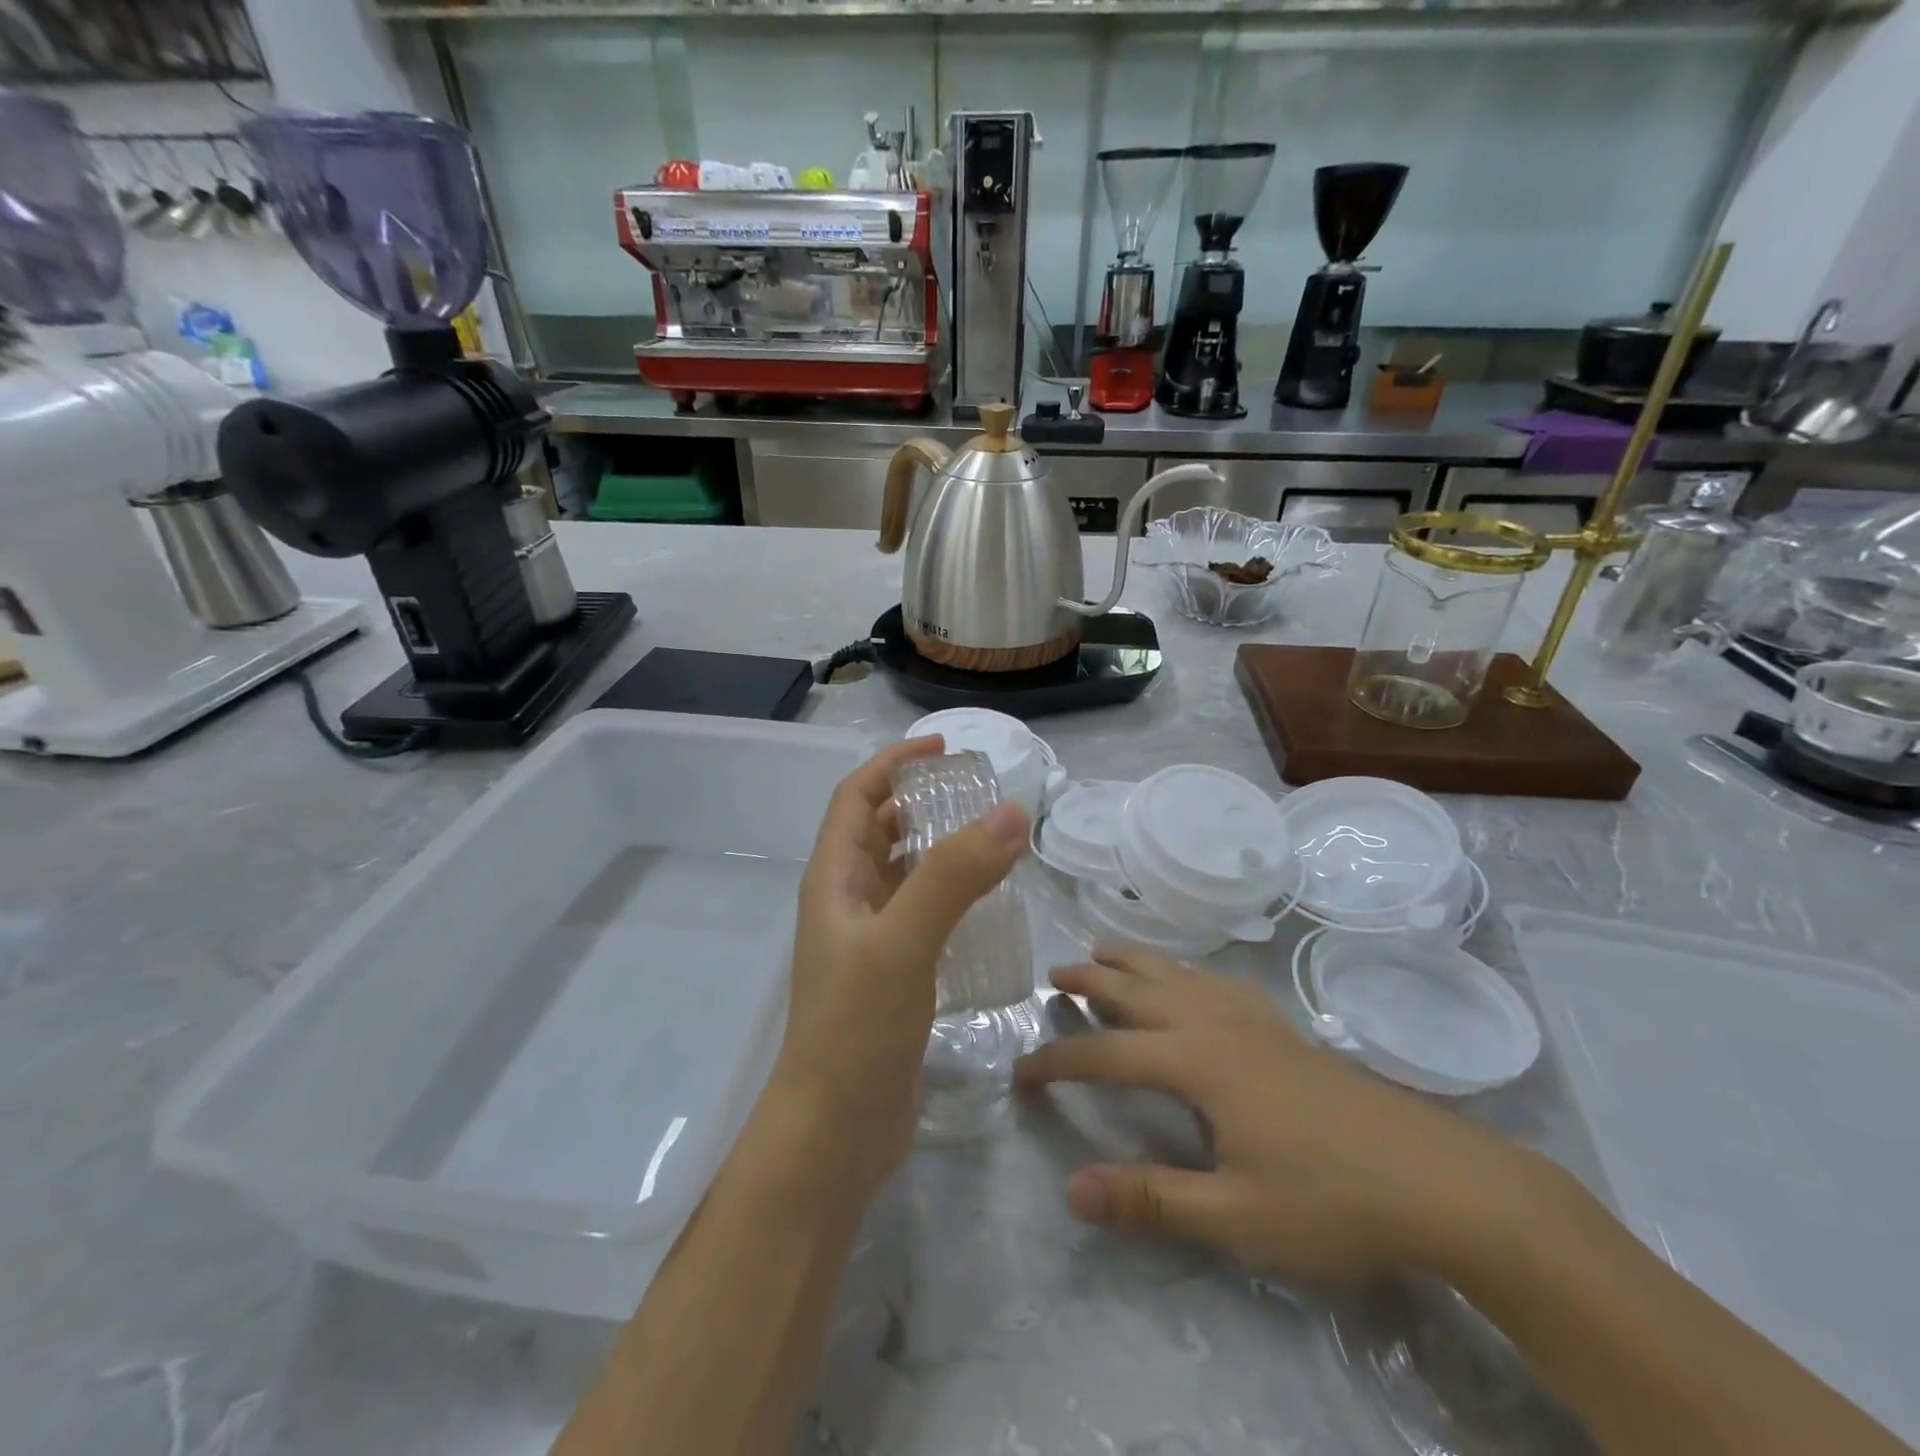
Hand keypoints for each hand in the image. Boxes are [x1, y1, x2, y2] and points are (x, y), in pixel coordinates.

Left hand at [774, 738, 1027, 1190]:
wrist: (834, 1134)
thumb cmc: (855, 1030)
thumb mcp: (903, 943)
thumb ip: (953, 876)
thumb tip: (1010, 811)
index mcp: (833, 880)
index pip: (856, 799)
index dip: (892, 764)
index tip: (943, 749)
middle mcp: (847, 902)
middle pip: (879, 831)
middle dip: (922, 802)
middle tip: (979, 795)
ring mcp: (870, 942)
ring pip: (903, 873)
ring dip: (939, 848)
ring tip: (992, 840)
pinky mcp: (894, 976)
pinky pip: (923, 915)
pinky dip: (951, 896)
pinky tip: (988, 905)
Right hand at [1015, 943, 1553, 1285]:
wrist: (1440, 1181)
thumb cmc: (1333, 1201)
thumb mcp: (1237, 1215)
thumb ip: (1152, 1200)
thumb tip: (1071, 1190)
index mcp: (1197, 1063)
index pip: (1107, 1053)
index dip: (1059, 1062)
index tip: (1021, 1071)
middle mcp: (1216, 1025)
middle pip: (1138, 989)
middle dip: (1091, 979)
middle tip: (1052, 975)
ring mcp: (1253, 1020)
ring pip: (1177, 973)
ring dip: (1133, 960)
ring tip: (1102, 948)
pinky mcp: (1282, 1028)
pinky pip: (1218, 980)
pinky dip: (1187, 969)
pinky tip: (1191, 978)